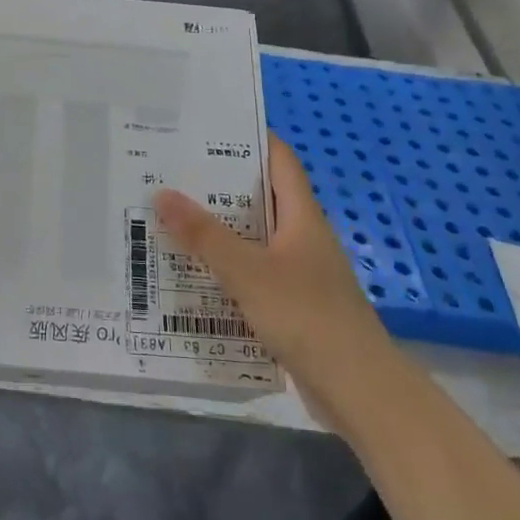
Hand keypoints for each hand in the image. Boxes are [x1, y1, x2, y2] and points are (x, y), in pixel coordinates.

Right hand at [155, 135, 391, 425]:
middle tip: (170, 173)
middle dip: (218, 185)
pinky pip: (252, 275)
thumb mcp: (248, 272)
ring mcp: (299, 273)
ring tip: (169, 219)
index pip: (279, 160)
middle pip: (260, 197)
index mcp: (301, 216)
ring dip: (218, 230)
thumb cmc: (307, 317)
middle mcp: (302, 237)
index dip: (250, 137)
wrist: (358, 391)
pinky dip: (225, 269)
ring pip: (253, 239)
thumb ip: (204, 235)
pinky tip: (191, 274)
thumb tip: (161, 193)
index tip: (206, 128)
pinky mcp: (292, 306)